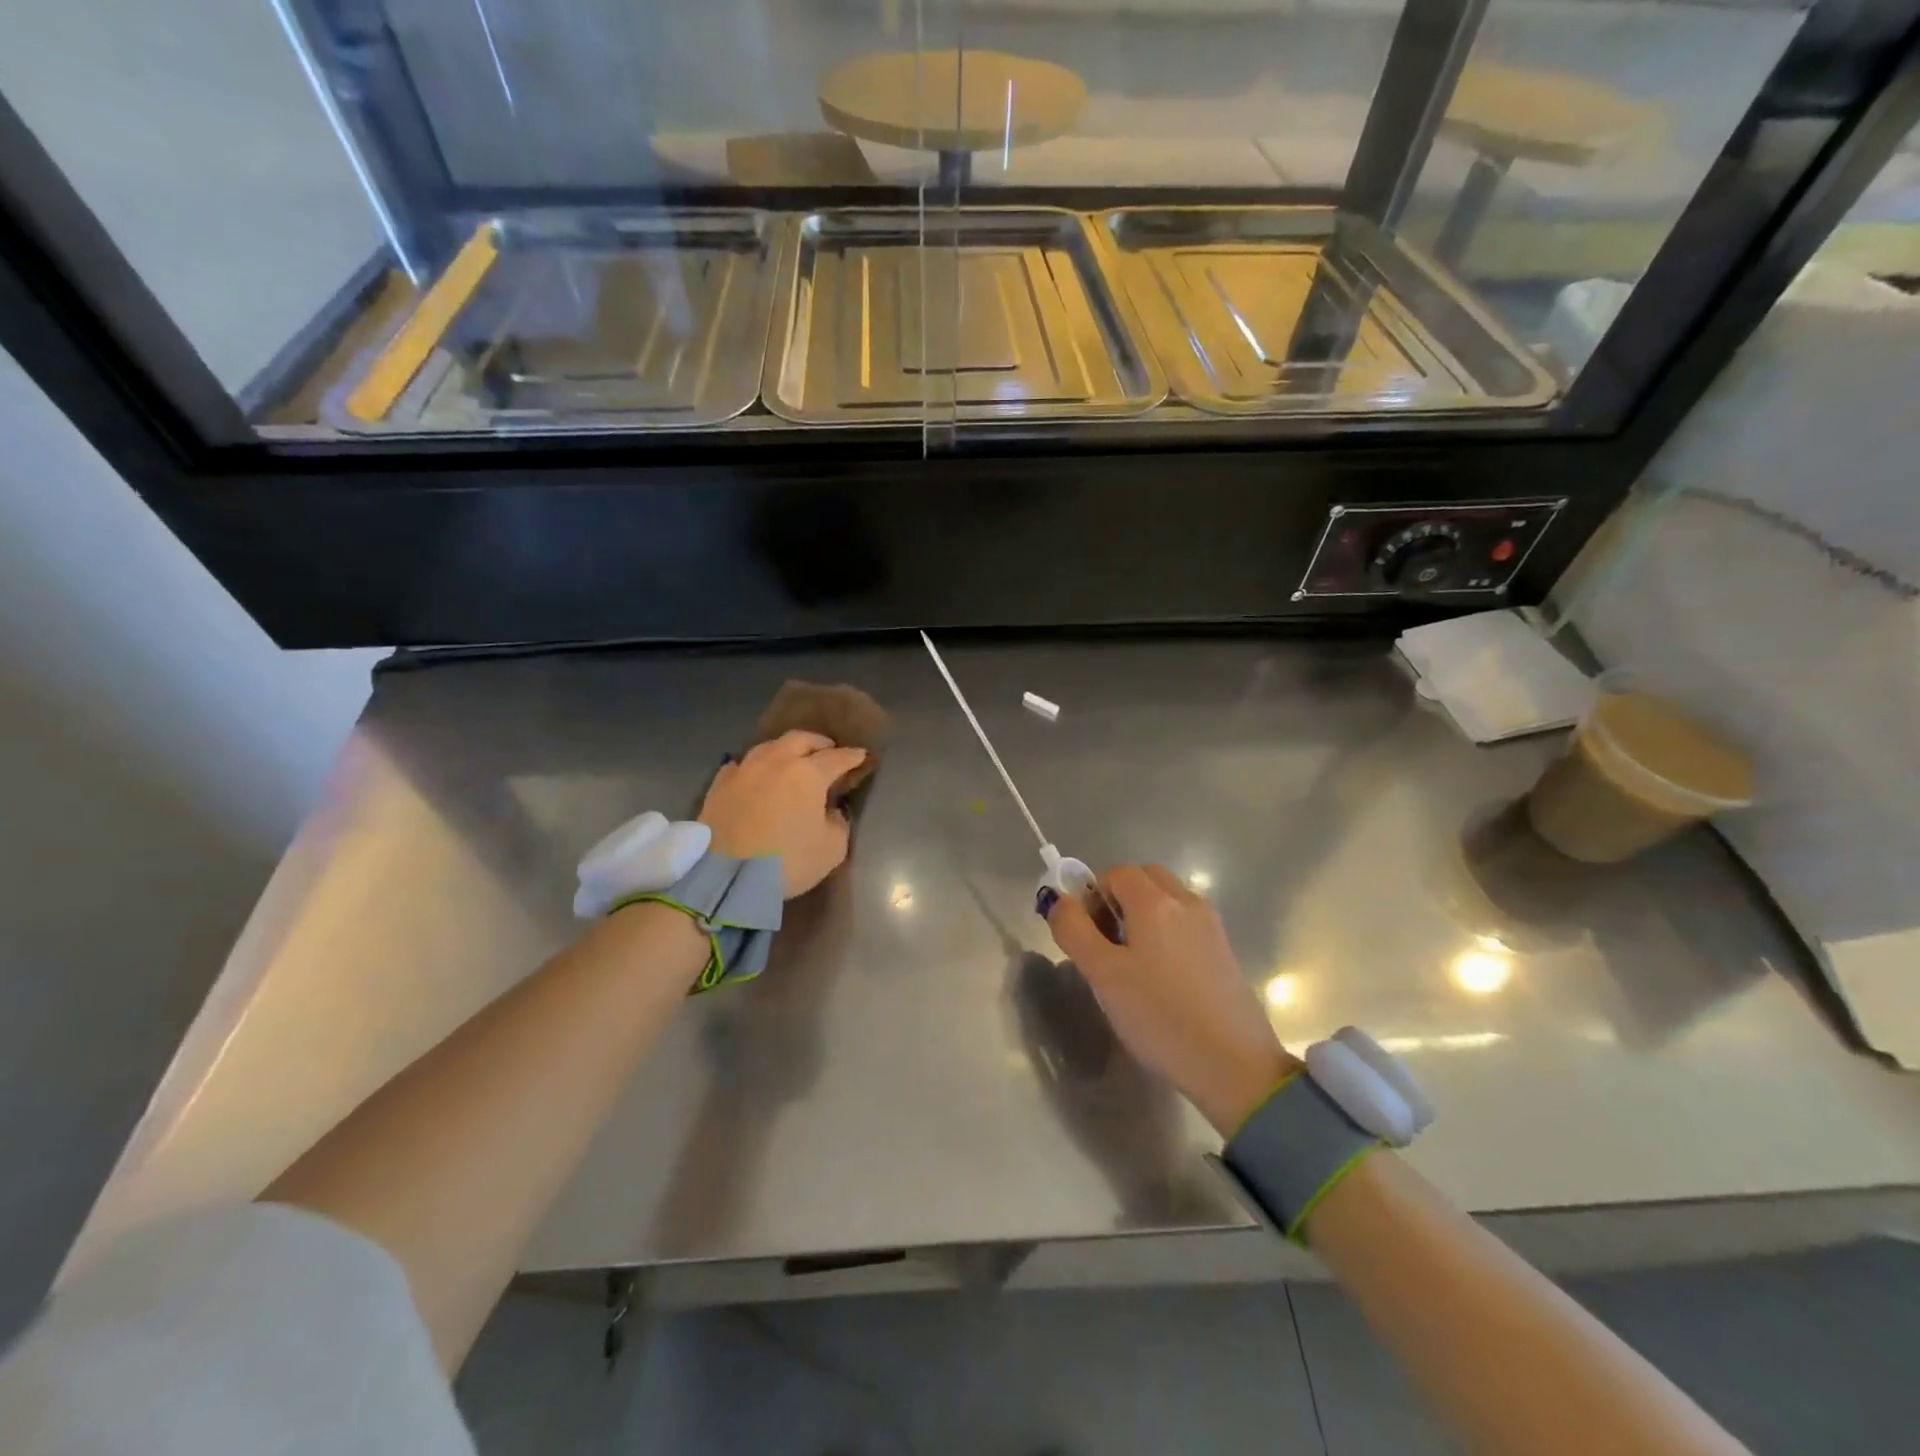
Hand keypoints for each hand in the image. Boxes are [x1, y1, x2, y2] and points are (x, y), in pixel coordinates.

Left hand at [698, 731, 867, 897]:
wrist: (726, 877)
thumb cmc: (787, 862)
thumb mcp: (832, 849)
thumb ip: (838, 823)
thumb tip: (830, 811)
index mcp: (808, 774)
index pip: (837, 757)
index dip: (852, 756)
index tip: (861, 756)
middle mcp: (776, 762)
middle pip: (801, 740)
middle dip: (819, 743)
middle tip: (828, 751)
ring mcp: (744, 770)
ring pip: (769, 747)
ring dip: (786, 750)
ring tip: (792, 760)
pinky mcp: (719, 785)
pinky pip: (741, 766)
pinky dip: (754, 767)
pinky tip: (755, 775)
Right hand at [1047, 865, 1299, 1137]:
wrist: (1235, 1065)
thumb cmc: (1160, 1016)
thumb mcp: (1103, 974)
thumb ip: (1073, 929)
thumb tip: (1060, 901)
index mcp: (1155, 902)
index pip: (1115, 873)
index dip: (1092, 895)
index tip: (1086, 936)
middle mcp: (1187, 902)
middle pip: (1145, 879)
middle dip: (1118, 900)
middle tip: (1106, 945)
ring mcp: (1211, 926)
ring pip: (1167, 901)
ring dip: (1143, 917)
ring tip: (1133, 967)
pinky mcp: (1224, 952)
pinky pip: (1186, 925)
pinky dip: (1166, 935)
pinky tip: (1162, 981)